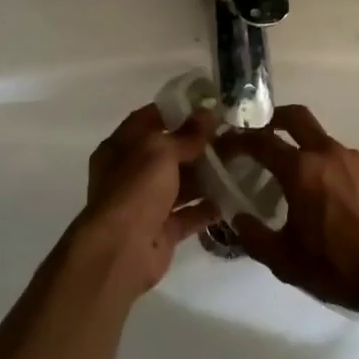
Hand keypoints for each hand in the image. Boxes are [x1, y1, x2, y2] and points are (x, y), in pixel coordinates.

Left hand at [71, 104, 217, 299]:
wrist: (121, 251)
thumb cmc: (135, 189)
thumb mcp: (161, 151)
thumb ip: (186, 135)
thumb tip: (208, 114)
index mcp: (120, 147)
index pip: (149, 120)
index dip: (176, 111)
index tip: (207, 106)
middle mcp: (131, 173)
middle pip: (168, 152)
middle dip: (197, 145)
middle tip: (230, 136)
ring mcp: (146, 203)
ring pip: (180, 183)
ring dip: (206, 175)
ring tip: (238, 163)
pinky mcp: (162, 230)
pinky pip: (188, 214)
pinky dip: (207, 207)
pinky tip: (232, 196)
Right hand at [217, 105, 358, 324]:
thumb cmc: (338, 268)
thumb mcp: (285, 261)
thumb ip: (254, 236)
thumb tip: (237, 217)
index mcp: (301, 170)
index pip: (261, 141)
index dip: (238, 140)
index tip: (226, 146)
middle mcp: (327, 153)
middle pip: (296, 117)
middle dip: (273, 119)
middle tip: (260, 135)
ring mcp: (354, 158)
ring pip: (321, 140)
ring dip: (303, 148)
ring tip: (296, 179)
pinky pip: (342, 159)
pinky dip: (327, 166)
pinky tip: (328, 196)